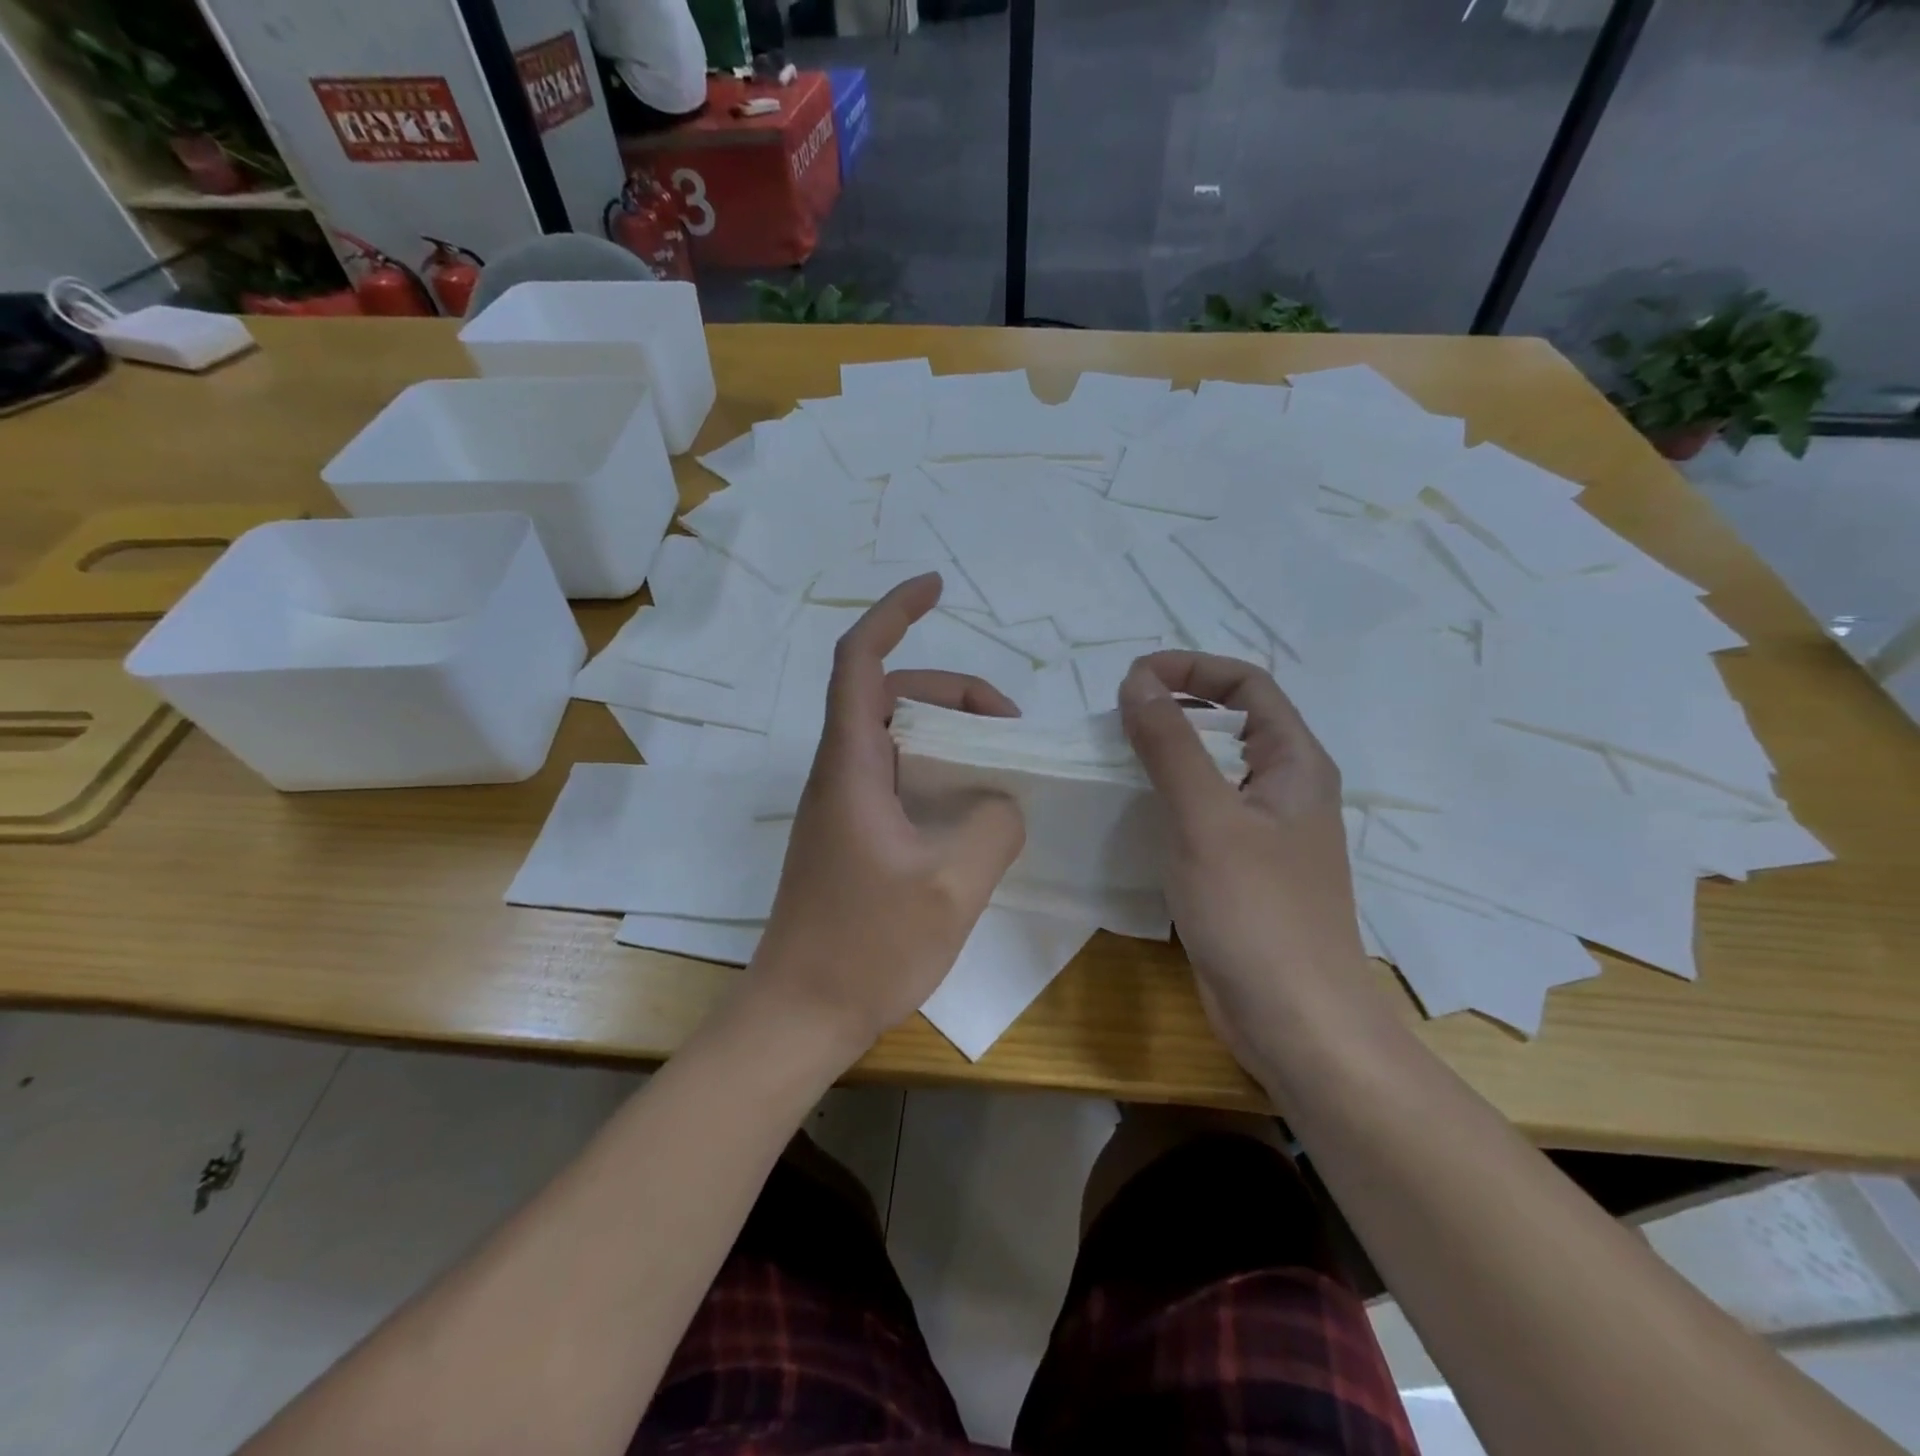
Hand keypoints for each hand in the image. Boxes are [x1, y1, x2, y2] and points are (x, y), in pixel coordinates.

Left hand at [749, 574, 1025, 1059]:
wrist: (800, 1014)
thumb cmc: (867, 948)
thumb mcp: (952, 886)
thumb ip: (994, 825)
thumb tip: (1001, 801)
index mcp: (851, 766)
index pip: (862, 661)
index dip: (895, 613)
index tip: (936, 588)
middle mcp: (840, 773)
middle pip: (889, 695)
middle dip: (952, 690)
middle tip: (1009, 723)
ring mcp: (843, 805)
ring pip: (896, 737)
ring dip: (948, 732)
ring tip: (1001, 760)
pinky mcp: (851, 835)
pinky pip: (898, 777)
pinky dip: (938, 770)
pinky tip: (974, 804)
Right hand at [1118, 652, 1368, 1077]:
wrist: (1295, 1022)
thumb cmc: (1256, 911)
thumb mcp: (1205, 817)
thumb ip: (1170, 744)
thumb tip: (1138, 679)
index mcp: (1295, 762)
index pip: (1246, 684)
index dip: (1192, 668)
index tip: (1133, 679)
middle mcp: (1285, 788)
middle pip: (1229, 723)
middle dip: (1173, 709)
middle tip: (1116, 722)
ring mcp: (1264, 832)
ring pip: (1212, 770)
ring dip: (1166, 755)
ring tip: (1114, 762)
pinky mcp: (1242, 870)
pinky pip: (1202, 813)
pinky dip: (1167, 800)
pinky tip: (1131, 815)